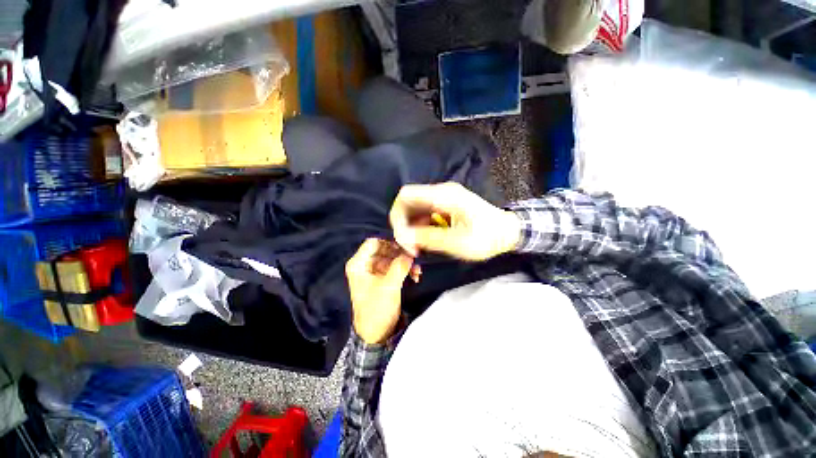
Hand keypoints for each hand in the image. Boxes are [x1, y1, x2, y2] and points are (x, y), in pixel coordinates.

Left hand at [346, 238, 420, 343]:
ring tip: (417, 272)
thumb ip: (400, 266)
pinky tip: (415, 276)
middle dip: (401, 254)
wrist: (376, 334)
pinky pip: (395, 267)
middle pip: (385, 249)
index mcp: (359, 264)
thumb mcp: (389, 286)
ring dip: (405, 263)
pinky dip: (405, 269)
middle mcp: (365, 264)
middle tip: (415, 259)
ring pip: (392, 258)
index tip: (407, 246)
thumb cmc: (377, 309)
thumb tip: (411, 252)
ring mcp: (374, 271)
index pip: (374, 242)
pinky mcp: (383, 278)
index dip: (390, 242)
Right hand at [390, 183, 521, 260]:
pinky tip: (424, 240)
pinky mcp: (444, 205)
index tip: (402, 237)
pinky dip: (419, 227)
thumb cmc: (487, 237)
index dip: (397, 215)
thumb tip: (403, 236)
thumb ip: (429, 238)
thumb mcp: (458, 243)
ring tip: (417, 247)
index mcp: (445, 195)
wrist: (507, 231)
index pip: (406, 195)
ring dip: (410, 227)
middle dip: (403, 224)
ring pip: (414, 208)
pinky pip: (423, 213)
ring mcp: (443, 197)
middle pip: (408, 202)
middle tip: (410, 245)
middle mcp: (441, 192)